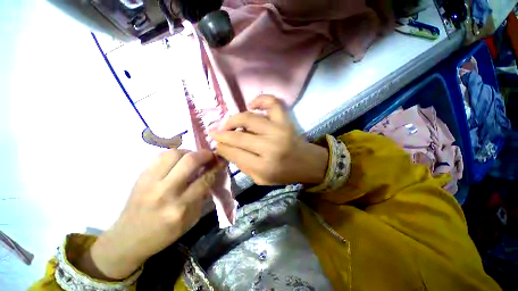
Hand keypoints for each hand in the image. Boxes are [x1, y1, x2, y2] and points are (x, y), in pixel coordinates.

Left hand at [77, 149, 216, 279]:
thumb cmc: (164, 233)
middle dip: (204, 155)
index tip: (220, 162)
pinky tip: (178, 160)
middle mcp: (166, 192)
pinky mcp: (141, 176)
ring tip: (194, 156)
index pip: (204, 179)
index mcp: (181, 207)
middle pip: (190, 161)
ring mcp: (150, 182)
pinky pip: (160, 156)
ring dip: (189, 152)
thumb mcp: (190, 220)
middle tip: (210, 155)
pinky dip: (174, 154)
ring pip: (174, 154)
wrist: (128, 238)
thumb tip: (211, 175)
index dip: (215, 168)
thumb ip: (202, 196)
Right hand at [209, 95, 328, 185]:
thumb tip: (226, 149)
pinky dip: (260, 99)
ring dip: (233, 119)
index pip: (234, 153)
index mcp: (264, 167)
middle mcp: (270, 147)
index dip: (221, 148)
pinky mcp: (285, 120)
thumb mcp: (260, 179)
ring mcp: (279, 130)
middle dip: (222, 134)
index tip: (216, 144)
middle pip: (238, 137)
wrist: (307, 163)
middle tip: (214, 133)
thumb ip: (243, 165)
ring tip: (228, 123)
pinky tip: (251, 105)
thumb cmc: (284, 174)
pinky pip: (272, 103)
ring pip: (249, 118)